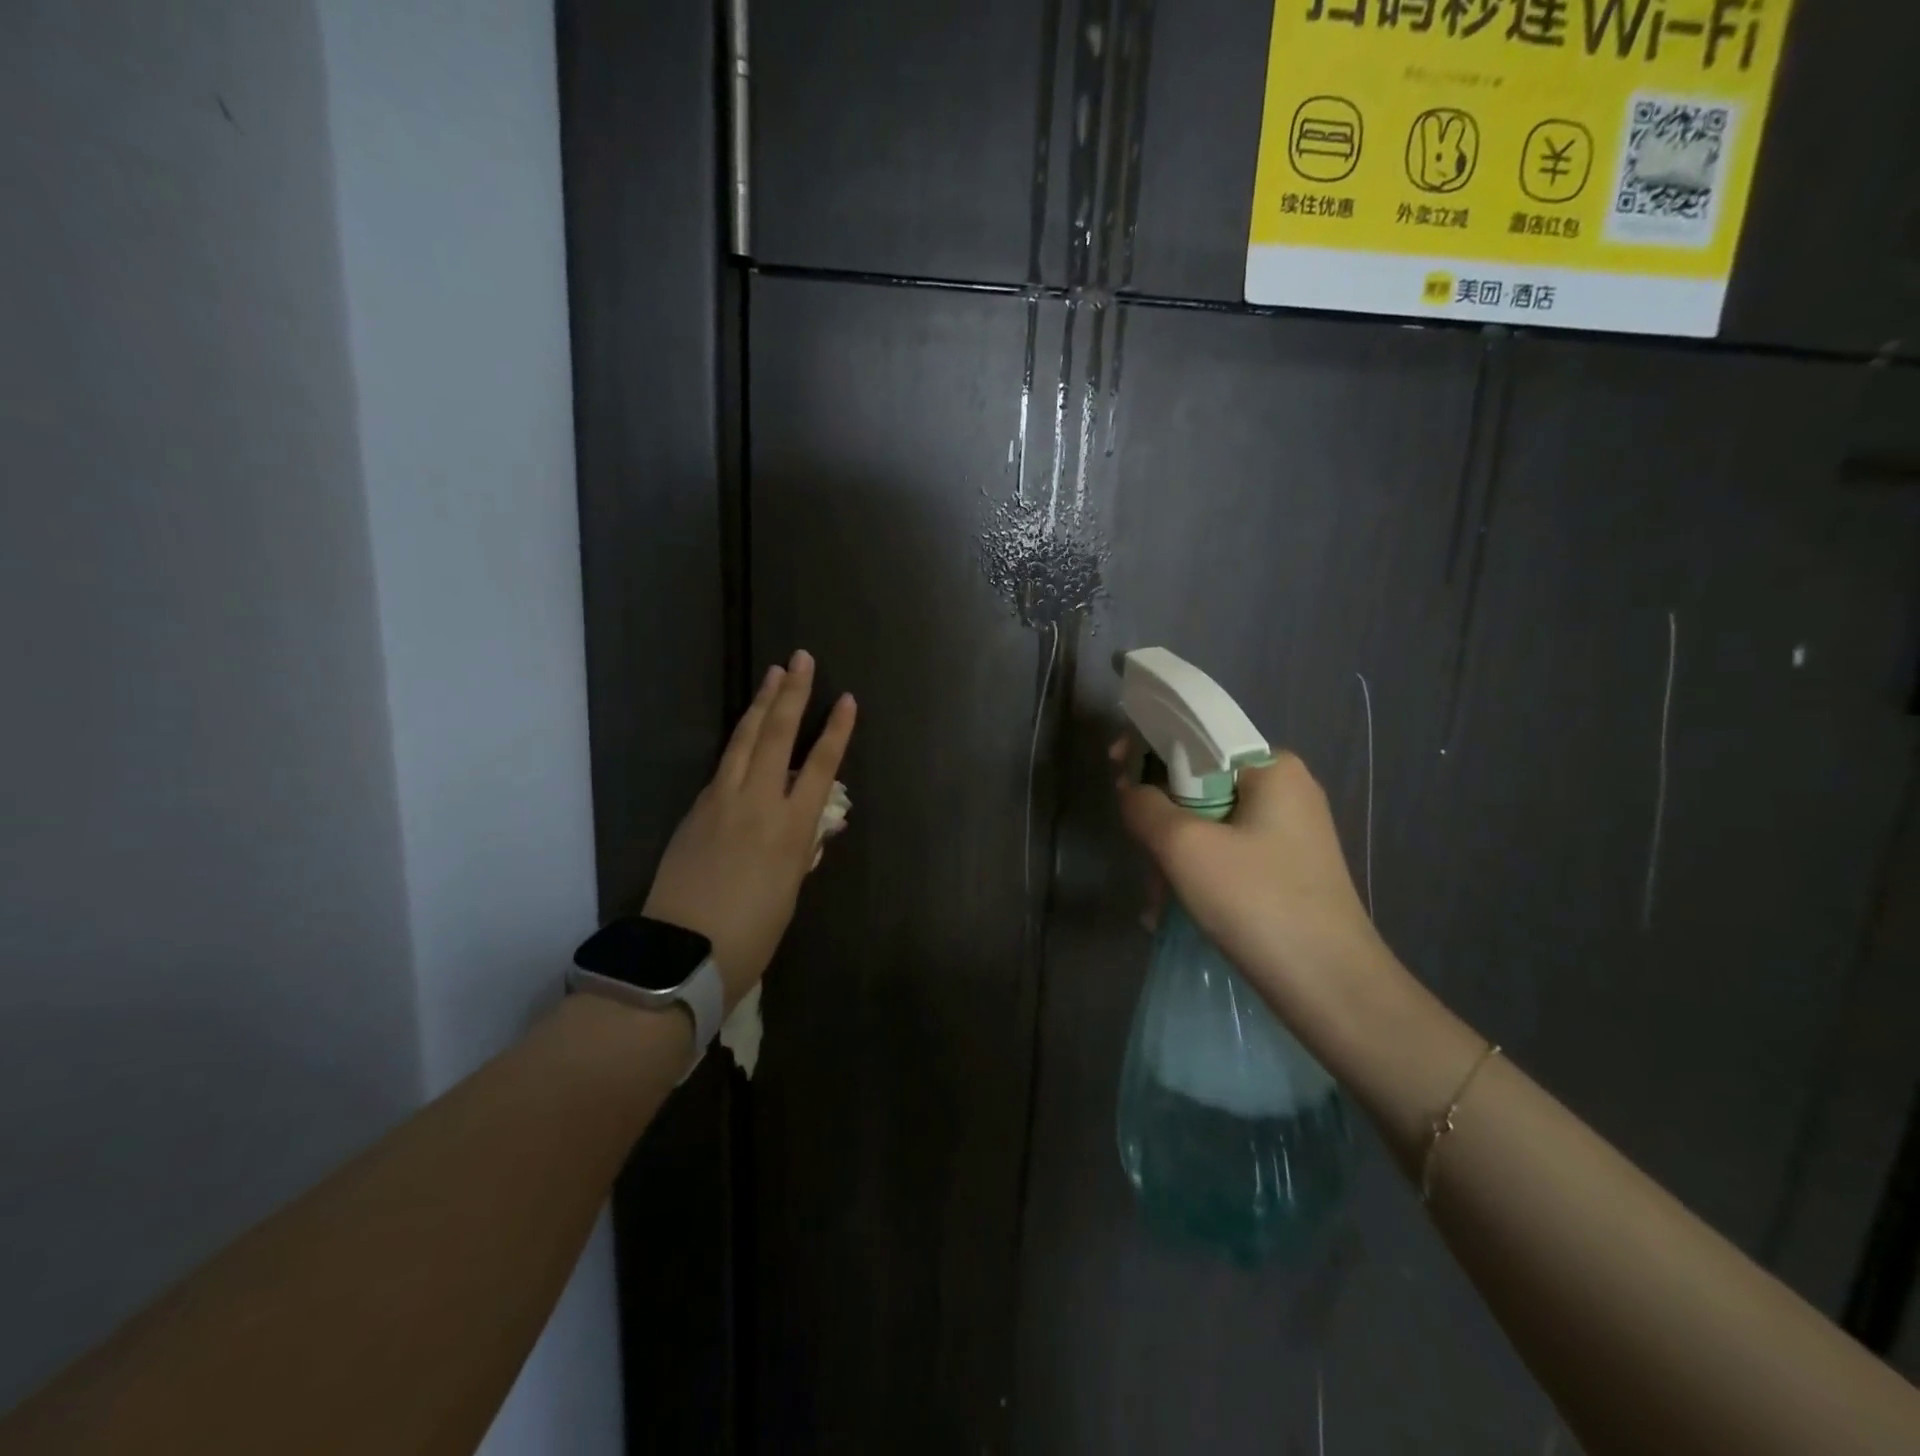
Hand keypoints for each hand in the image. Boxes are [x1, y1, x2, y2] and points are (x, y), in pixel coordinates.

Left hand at [644, 652, 856, 1008]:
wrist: (682, 953)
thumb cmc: (751, 934)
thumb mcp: (789, 892)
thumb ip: (801, 852)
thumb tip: (812, 827)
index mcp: (791, 829)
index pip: (820, 766)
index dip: (836, 731)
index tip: (847, 699)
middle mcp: (758, 803)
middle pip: (778, 736)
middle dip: (793, 694)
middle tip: (801, 659)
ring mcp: (721, 801)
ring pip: (745, 740)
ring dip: (761, 704)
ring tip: (773, 674)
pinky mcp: (696, 809)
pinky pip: (724, 765)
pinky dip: (740, 742)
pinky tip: (746, 732)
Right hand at [1113, 745, 1387, 1009]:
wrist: (1331, 988)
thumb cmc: (1257, 902)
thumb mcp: (1185, 847)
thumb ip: (1145, 806)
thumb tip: (1132, 791)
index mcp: (1273, 768)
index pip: (1197, 737)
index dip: (1148, 747)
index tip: (1114, 770)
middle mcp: (1286, 790)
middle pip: (1198, 782)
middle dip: (1160, 818)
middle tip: (1142, 856)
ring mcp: (1290, 832)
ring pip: (1208, 823)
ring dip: (1173, 855)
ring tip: (1157, 900)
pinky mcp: (1287, 869)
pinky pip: (1226, 854)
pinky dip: (1196, 874)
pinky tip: (1174, 910)